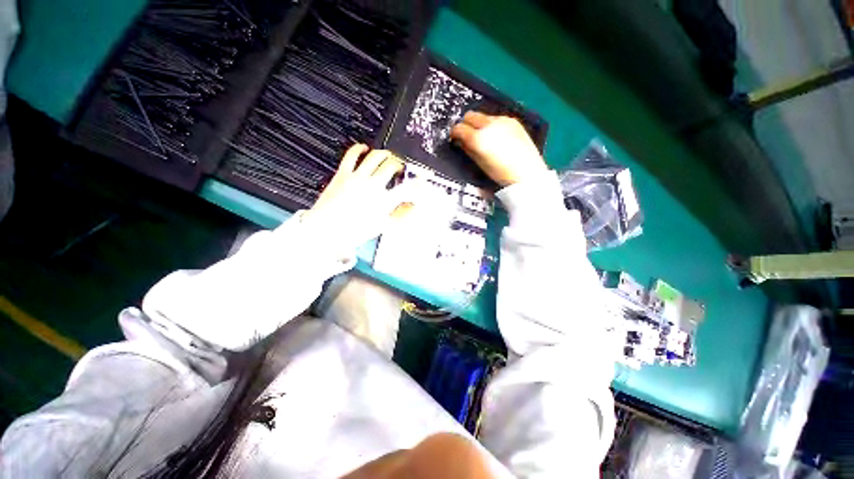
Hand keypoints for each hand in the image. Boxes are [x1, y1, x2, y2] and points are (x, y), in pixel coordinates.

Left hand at [302, 144, 413, 253]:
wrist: (327, 230)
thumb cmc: (355, 231)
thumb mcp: (382, 226)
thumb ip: (401, 215)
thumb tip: (413, 206)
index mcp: (383, 201)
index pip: (407, 188)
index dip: (418, 182)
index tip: (422, 179)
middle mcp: (372, 186)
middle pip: (392, 166)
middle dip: (399, 164)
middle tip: (400, 168)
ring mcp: (357, 178)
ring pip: (375, 156)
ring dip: (385, 154)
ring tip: (387, 157)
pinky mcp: (343, 173)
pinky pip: (352, 155)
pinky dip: (360, 148)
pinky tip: (364, 149)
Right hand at [450, 112, 546, 186]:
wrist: (526, 173)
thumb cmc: (501, 174)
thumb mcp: (480, 164)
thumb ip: (468, 150)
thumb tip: (461, 142)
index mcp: (479, 138)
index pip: (459, 128)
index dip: (454, 133)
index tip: (455, 138)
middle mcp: (489, 125)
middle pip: (470, 115)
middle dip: (466, 124)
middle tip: (467, 136)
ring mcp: (502, 120)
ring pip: (483, 116)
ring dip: (479, 124)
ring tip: (484, 138)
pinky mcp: (513, 121)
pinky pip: (496, 118)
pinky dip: (492, 125)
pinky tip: (497, 137)